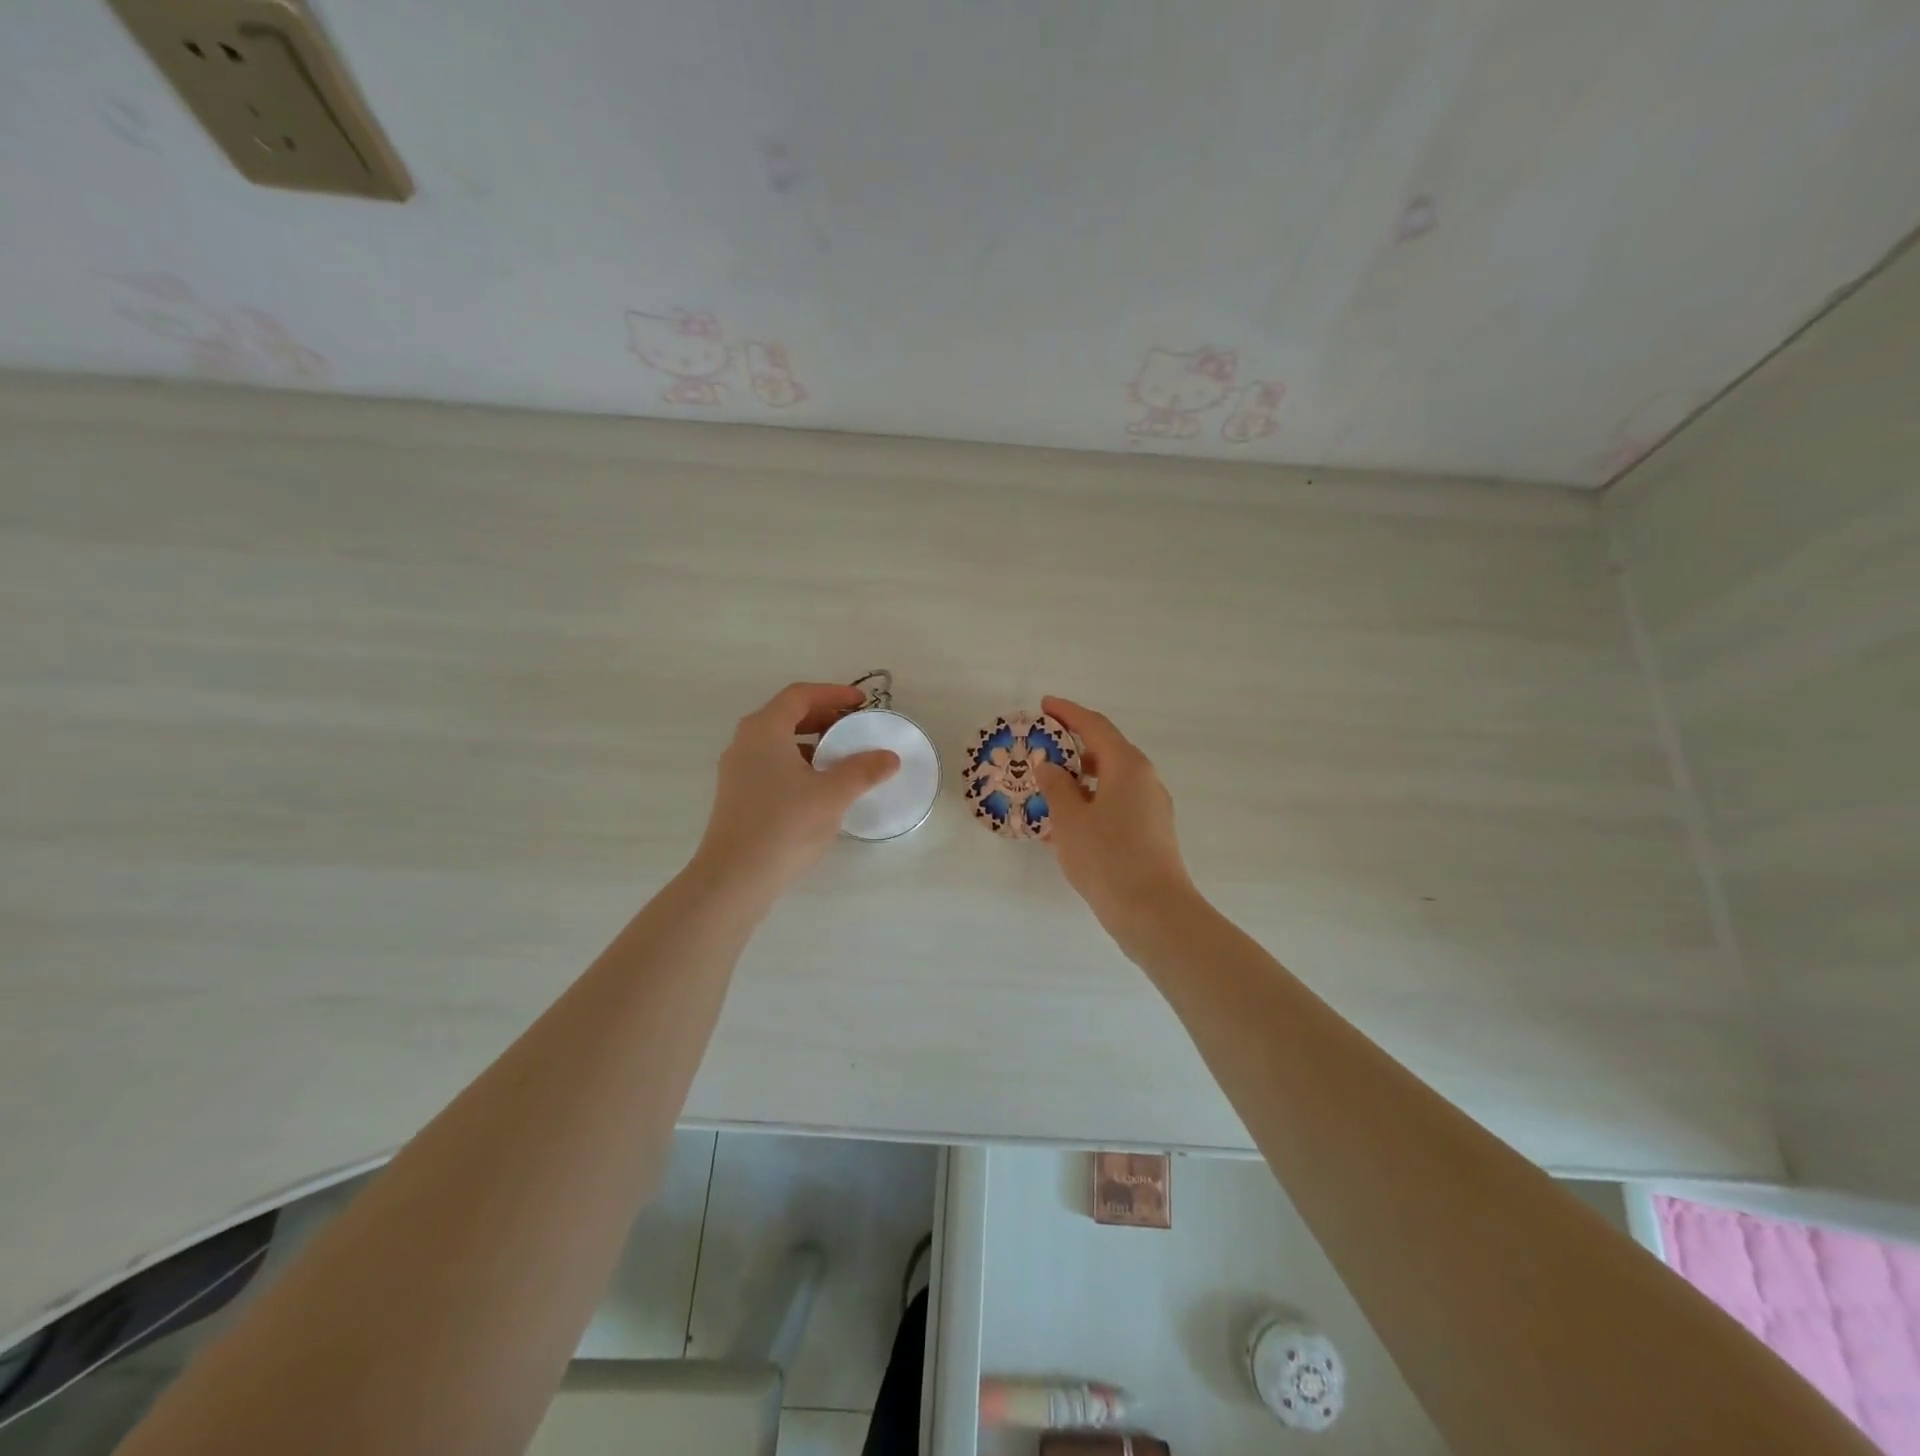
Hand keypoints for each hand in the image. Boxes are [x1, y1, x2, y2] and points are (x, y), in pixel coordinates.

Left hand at [694, 682, 899, 896]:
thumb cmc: (785, 825)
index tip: (862, 703)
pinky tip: (819, 787)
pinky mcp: (737, 797)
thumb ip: (864, 770)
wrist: (735, 878)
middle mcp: (745, 743)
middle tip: (855, 726)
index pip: (800, 695)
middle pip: (787, 715)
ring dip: (812, 742)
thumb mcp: (833, 794)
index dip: (833, 694)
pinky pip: (772, 765)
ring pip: (779, 742)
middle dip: (824, 716)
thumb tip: (890, 757)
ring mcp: (737, 771)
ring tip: (841, 757)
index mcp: (764, 729)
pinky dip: (798, 763)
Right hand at [1033, 695, 1196, 930]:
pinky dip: (1091, 803)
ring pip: (1110, 781)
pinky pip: (1116, 804)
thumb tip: (1049, 764)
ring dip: (1079, 780)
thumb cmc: (1107, 858)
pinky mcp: (1151, 832)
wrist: (1153, 912)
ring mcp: (1151, 807)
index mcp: (1127, 766)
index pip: (1094, 726)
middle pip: (1106, 750)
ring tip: (1047, 789)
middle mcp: (1144, 779)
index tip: (1044, 705)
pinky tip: (1067, 824)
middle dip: (1072, 747)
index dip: (1067, 712)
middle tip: (1041, 749)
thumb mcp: (1070, 819)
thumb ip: (1056, 786)